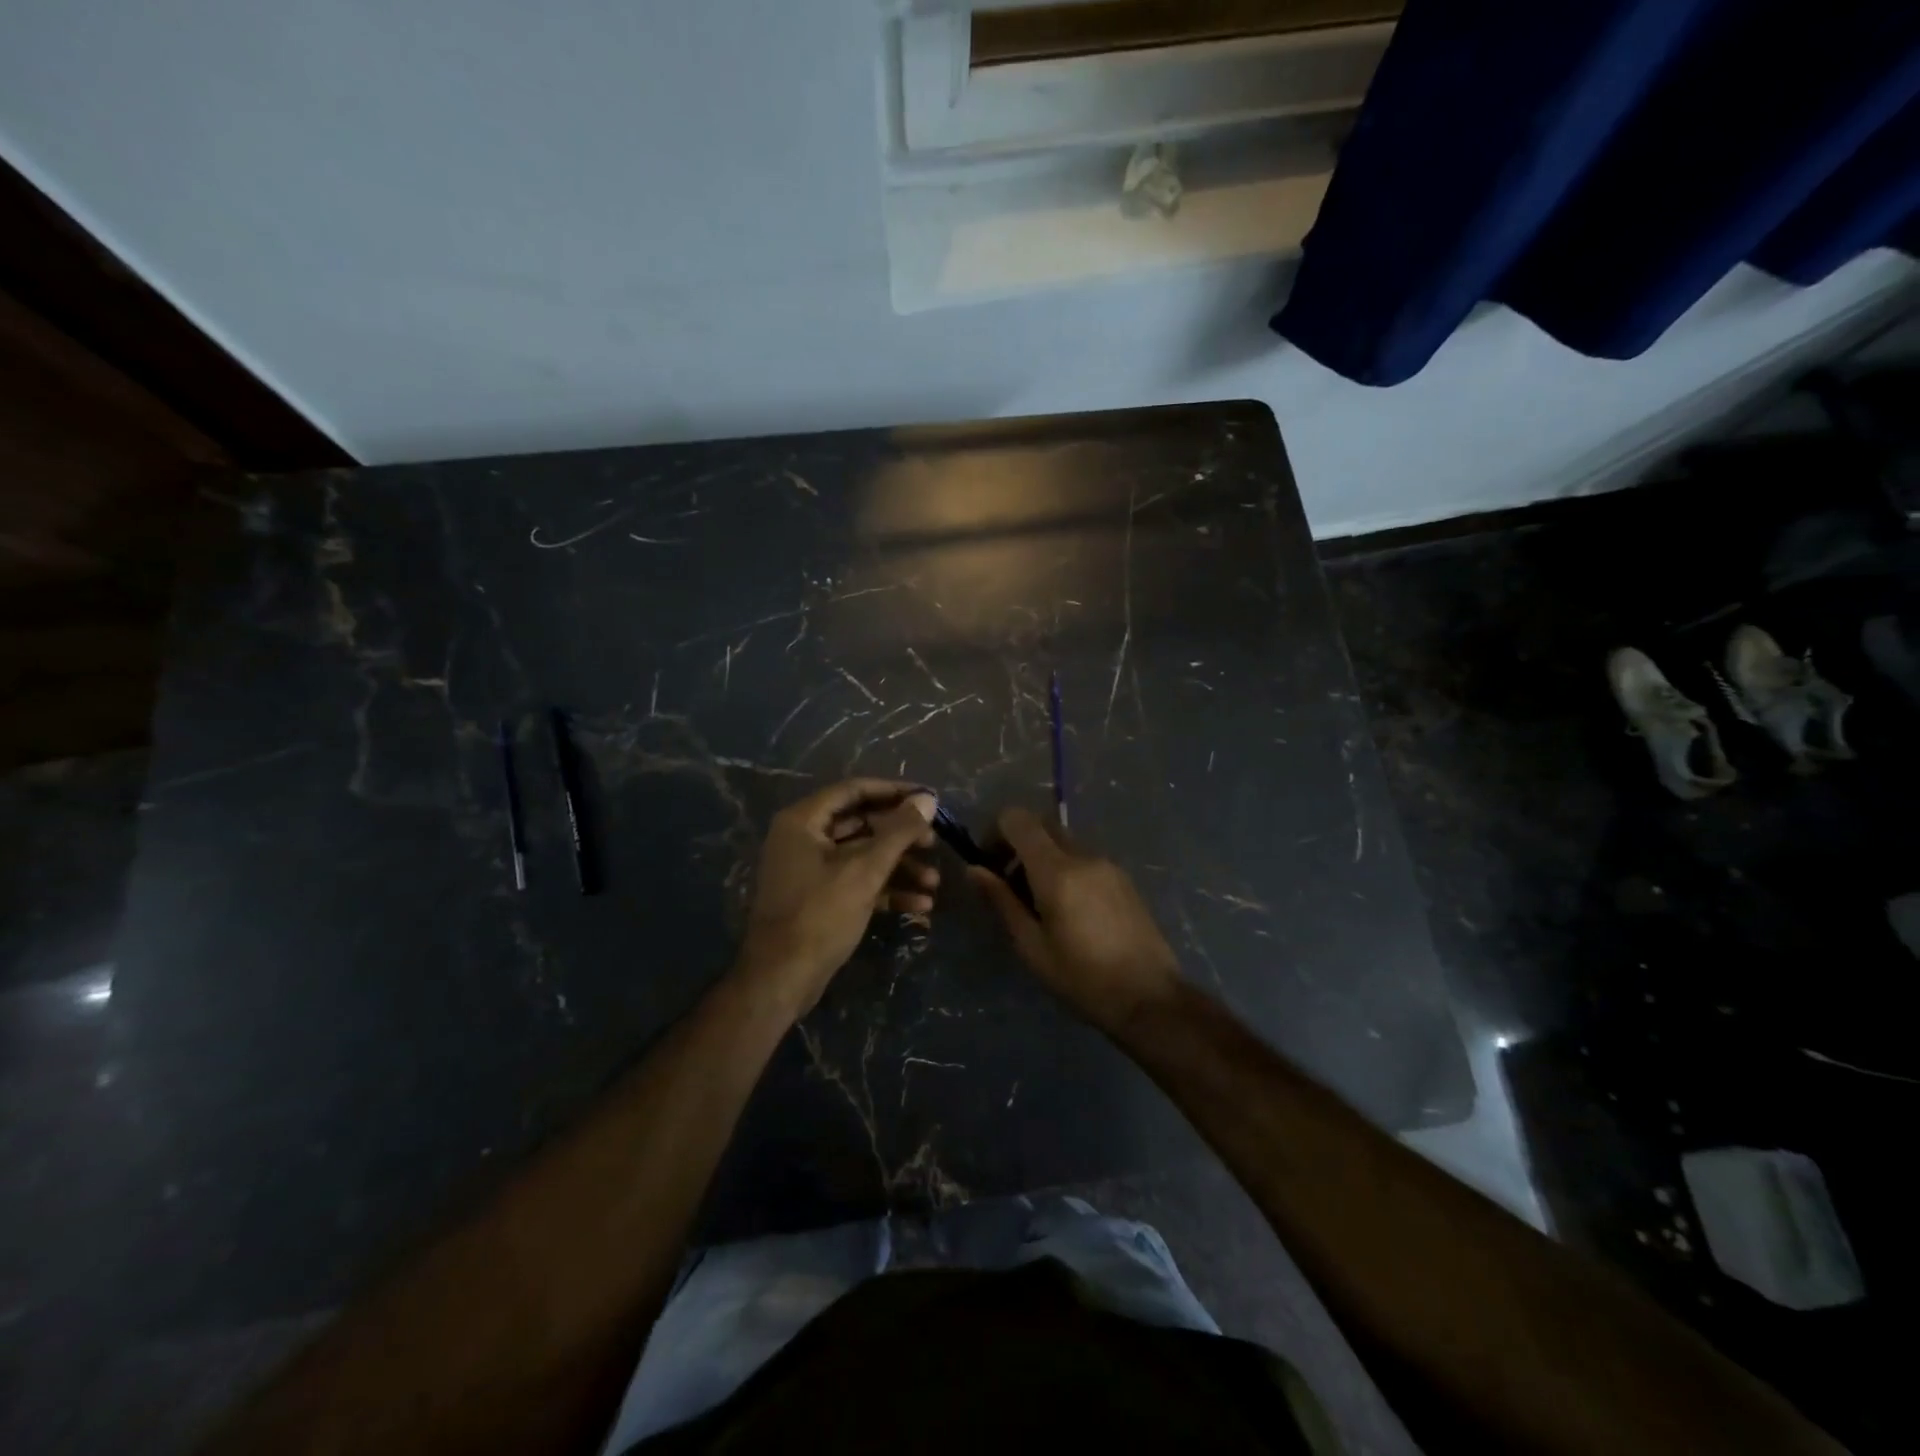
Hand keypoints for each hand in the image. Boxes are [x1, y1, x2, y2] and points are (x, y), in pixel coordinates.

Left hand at [736, 779, 938, 1016]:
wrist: (781, 979)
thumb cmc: (821, 914)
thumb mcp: (865, 869)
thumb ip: (899, 831)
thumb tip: (929, 799)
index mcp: (804, 820)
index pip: (855, 790)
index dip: (894, 792)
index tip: (929, 798)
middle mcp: (804, 838)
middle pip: (861, 823)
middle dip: (901, 835)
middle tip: (934, 842)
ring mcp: (810, 869)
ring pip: (862, 855)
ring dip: (899, 866)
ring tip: (934, 883)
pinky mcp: (819, 898)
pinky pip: (856, 881)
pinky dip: (886, 889)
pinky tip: (919, 905)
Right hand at [969, 808, 1181, 1032]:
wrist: (1150, 998)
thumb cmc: (1082, 978)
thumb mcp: (1032, 945)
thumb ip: (1002, 901)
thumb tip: (974, 869)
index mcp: (1057, 871)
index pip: (1017, 818)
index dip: (996, 833)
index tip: (990, 865)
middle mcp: (1084, 856)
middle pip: (1042, 824)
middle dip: (1018, 844)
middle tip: (1010, 885)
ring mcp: (1108, 865)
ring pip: (1063, 842)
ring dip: (1042, 859)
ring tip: (1040, 905)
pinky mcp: (1123, 878)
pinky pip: (1084, 858)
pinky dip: (1066, 869)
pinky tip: (1069, 912)